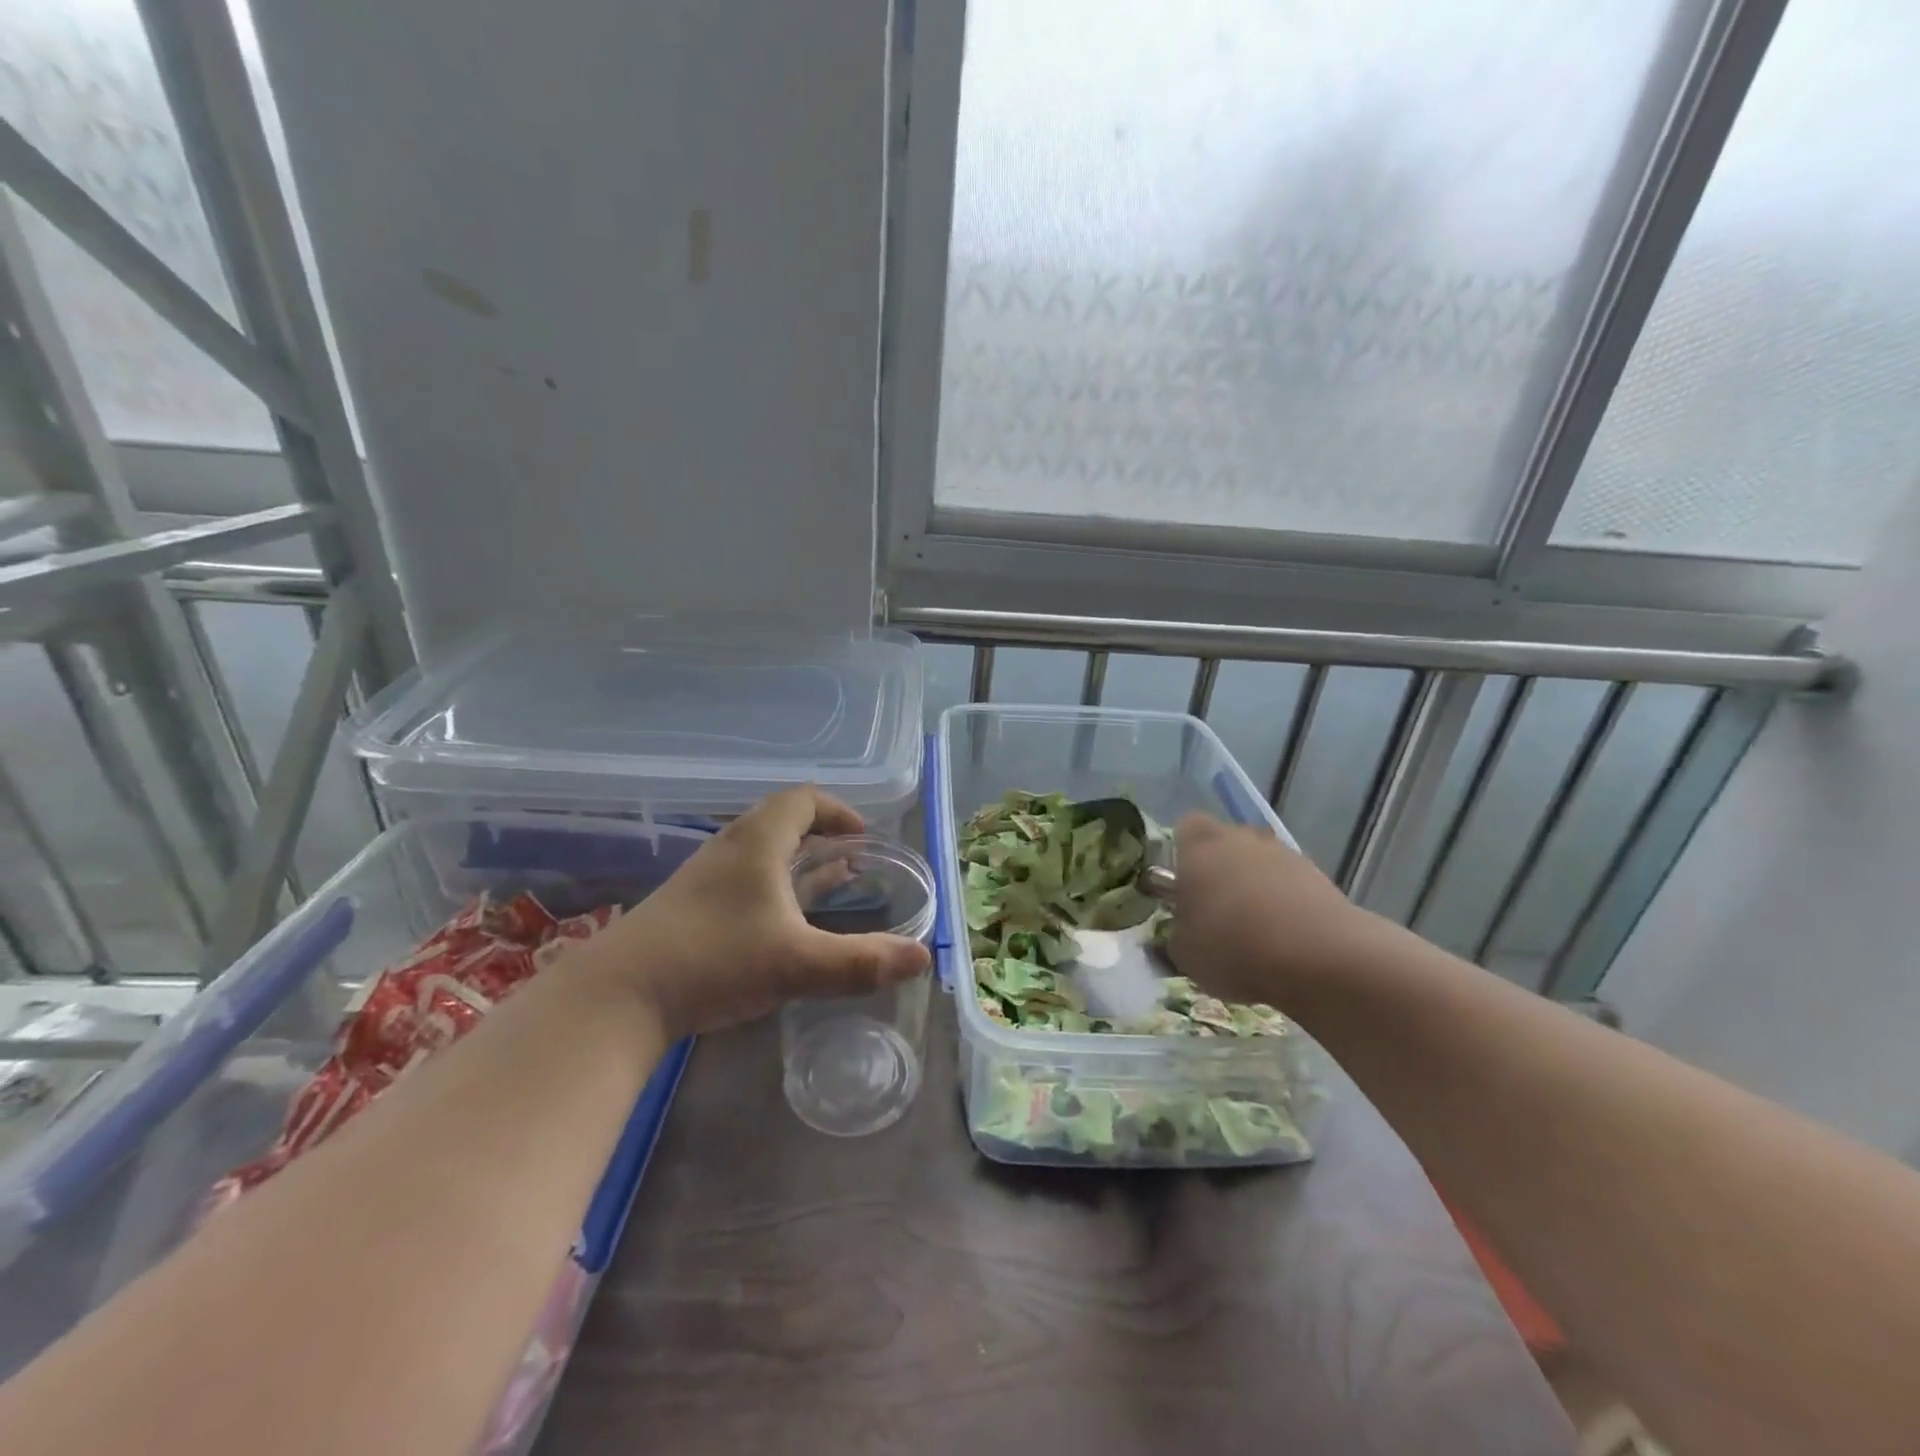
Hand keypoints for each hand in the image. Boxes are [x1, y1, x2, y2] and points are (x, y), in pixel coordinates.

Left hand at [576, 787, 931, 1038]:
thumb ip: (862, 962)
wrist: (618, 996)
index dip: (839, 811)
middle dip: (823, 835)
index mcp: (757, 841)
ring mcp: (706, 877)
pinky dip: (776, 885)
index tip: (865, 836)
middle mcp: (731, 848)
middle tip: (854, 859)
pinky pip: (745, 878)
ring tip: (830, 882)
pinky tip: (784, 920)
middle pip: (783, 820)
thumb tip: (922, 958)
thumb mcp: (797, 963)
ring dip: (799, 860)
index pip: (804, 799)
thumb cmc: (714, 960)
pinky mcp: (690, 906)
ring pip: (762, 851)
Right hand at [1168, 814, 1376, 1010]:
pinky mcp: (1321, 878)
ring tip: (1255, 932)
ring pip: (1261, 864)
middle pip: (1226, 843)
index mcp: (1199, 846)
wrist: (1320, 958)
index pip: (1185, 829)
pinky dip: (1287, 905)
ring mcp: (1285, 854)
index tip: (1183, 887)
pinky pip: (1292, 886)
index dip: (1183, 855)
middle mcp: (1241, 838)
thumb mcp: (1183, 953)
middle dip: (1221, 870)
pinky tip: (1285, 941)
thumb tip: (1182, 930)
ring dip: (1256, 888)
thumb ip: (1177, 932)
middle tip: (1216, 911)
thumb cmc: (1233, 947)